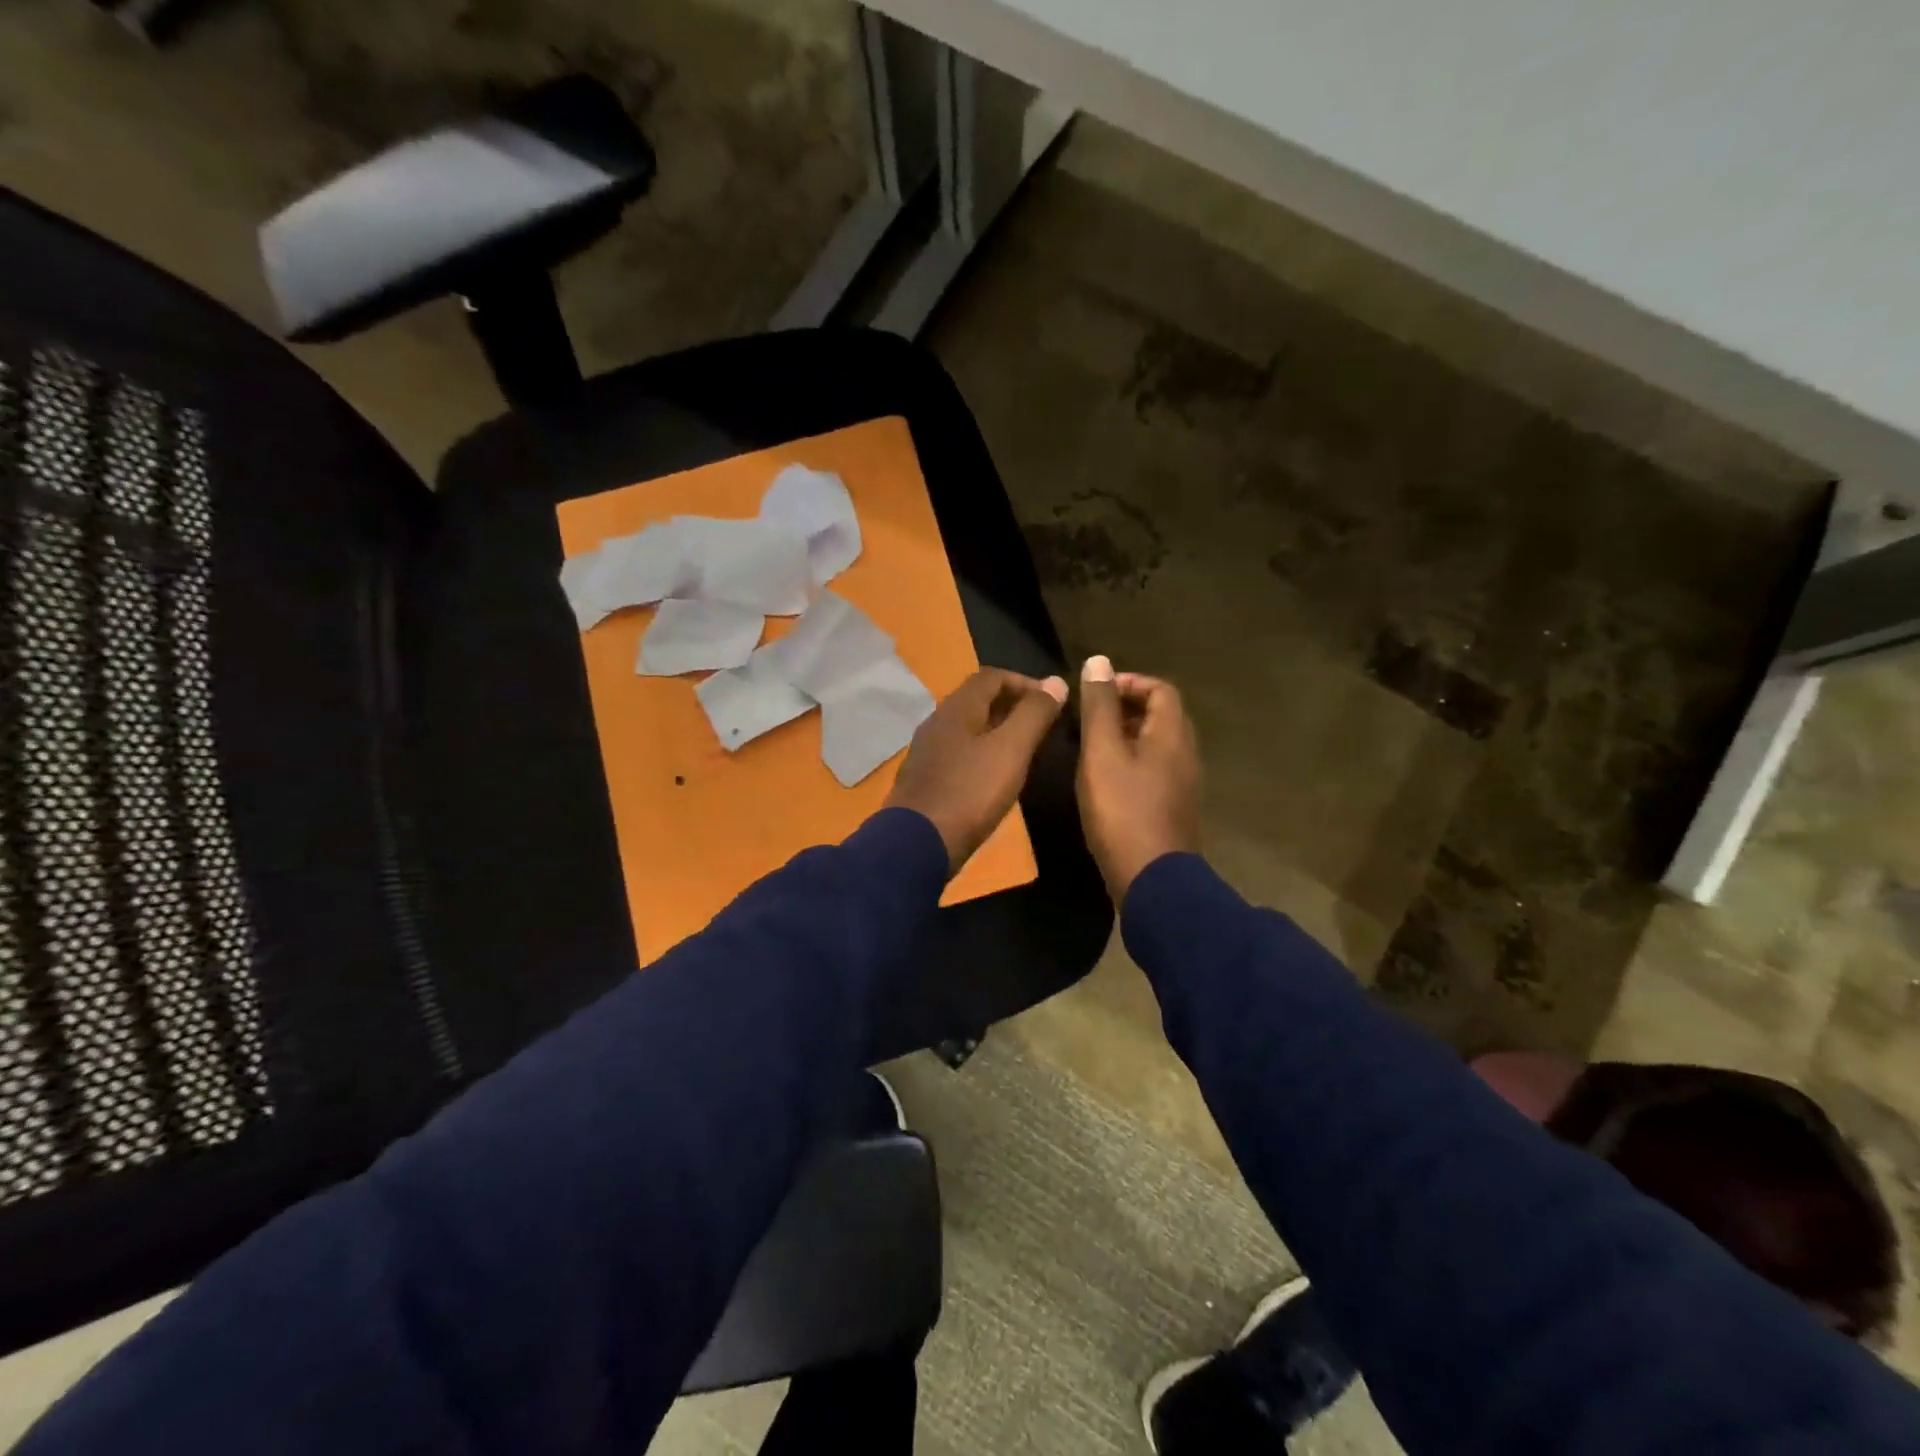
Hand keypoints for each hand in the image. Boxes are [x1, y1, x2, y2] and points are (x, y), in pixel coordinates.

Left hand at [886, 668, 1068, 873]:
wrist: (917, 844)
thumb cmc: (970, 793)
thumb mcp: (1011, 751)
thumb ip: (1034, 715)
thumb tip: (1057, 682)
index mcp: (957, 708)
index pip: (992, 676)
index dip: (1025, 682)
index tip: (1052, 701)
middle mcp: (937, 722)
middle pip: (977, 700)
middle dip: (1012, 705)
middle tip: (1042, 725)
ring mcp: (927, 751)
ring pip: (968, 728)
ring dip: (997, 730)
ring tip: (1024, 750)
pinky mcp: (924, 778)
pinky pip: (958, 752)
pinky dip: (982, 753)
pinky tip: (995, 776)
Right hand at [1075, 656, 1200, 900]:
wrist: (1151, 878)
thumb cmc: (1123, 810)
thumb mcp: (1102, 752)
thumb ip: (1100, 706)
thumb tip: (1099, 660)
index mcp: (1172, 735)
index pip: (1161, 689)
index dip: (1129, 682)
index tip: (1096, 693)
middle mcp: (1185, 754)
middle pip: (1161, 716)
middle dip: (1125, 708)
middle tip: (1089, 718)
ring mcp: (1182, 785)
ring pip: (1156, 745)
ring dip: (1126, 736)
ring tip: (1090, 746)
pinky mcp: (1172, 809)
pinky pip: (1154, 770)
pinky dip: (1130, 763)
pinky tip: (1104, 781)